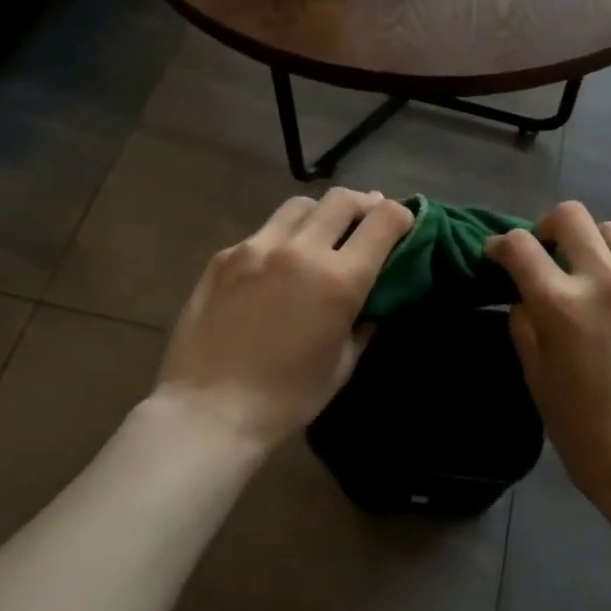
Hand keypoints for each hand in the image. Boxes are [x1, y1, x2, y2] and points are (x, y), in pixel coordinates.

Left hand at [153, 188, 416, 450]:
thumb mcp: (342, 364)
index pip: (384, 220)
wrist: (207, 412)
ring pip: (301, 205)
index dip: (401, 215)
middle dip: (364, 204)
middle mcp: (301, 250)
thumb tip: (374, 295)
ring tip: (322, 233)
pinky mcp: (225, 255)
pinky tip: (276, 264)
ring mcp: (258, 247)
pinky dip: (282, 237)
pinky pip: (264, 231)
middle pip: (343, 199)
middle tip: (366, 220)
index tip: (403, 224)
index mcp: (339, 280)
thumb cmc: (286, 399)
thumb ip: (364, 320)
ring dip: (321, 213)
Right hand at [486, 201, 610, 516]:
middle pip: (571, 215)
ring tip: (591, 276)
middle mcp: (605, 280)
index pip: (520, 246)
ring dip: (593, 245)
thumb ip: (525, 328)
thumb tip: (524, 299)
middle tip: (546, 253)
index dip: (500, 245)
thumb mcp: (539, 382)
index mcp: (562, 304)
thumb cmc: (588, 436)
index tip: (496, 255)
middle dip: (548, 227)